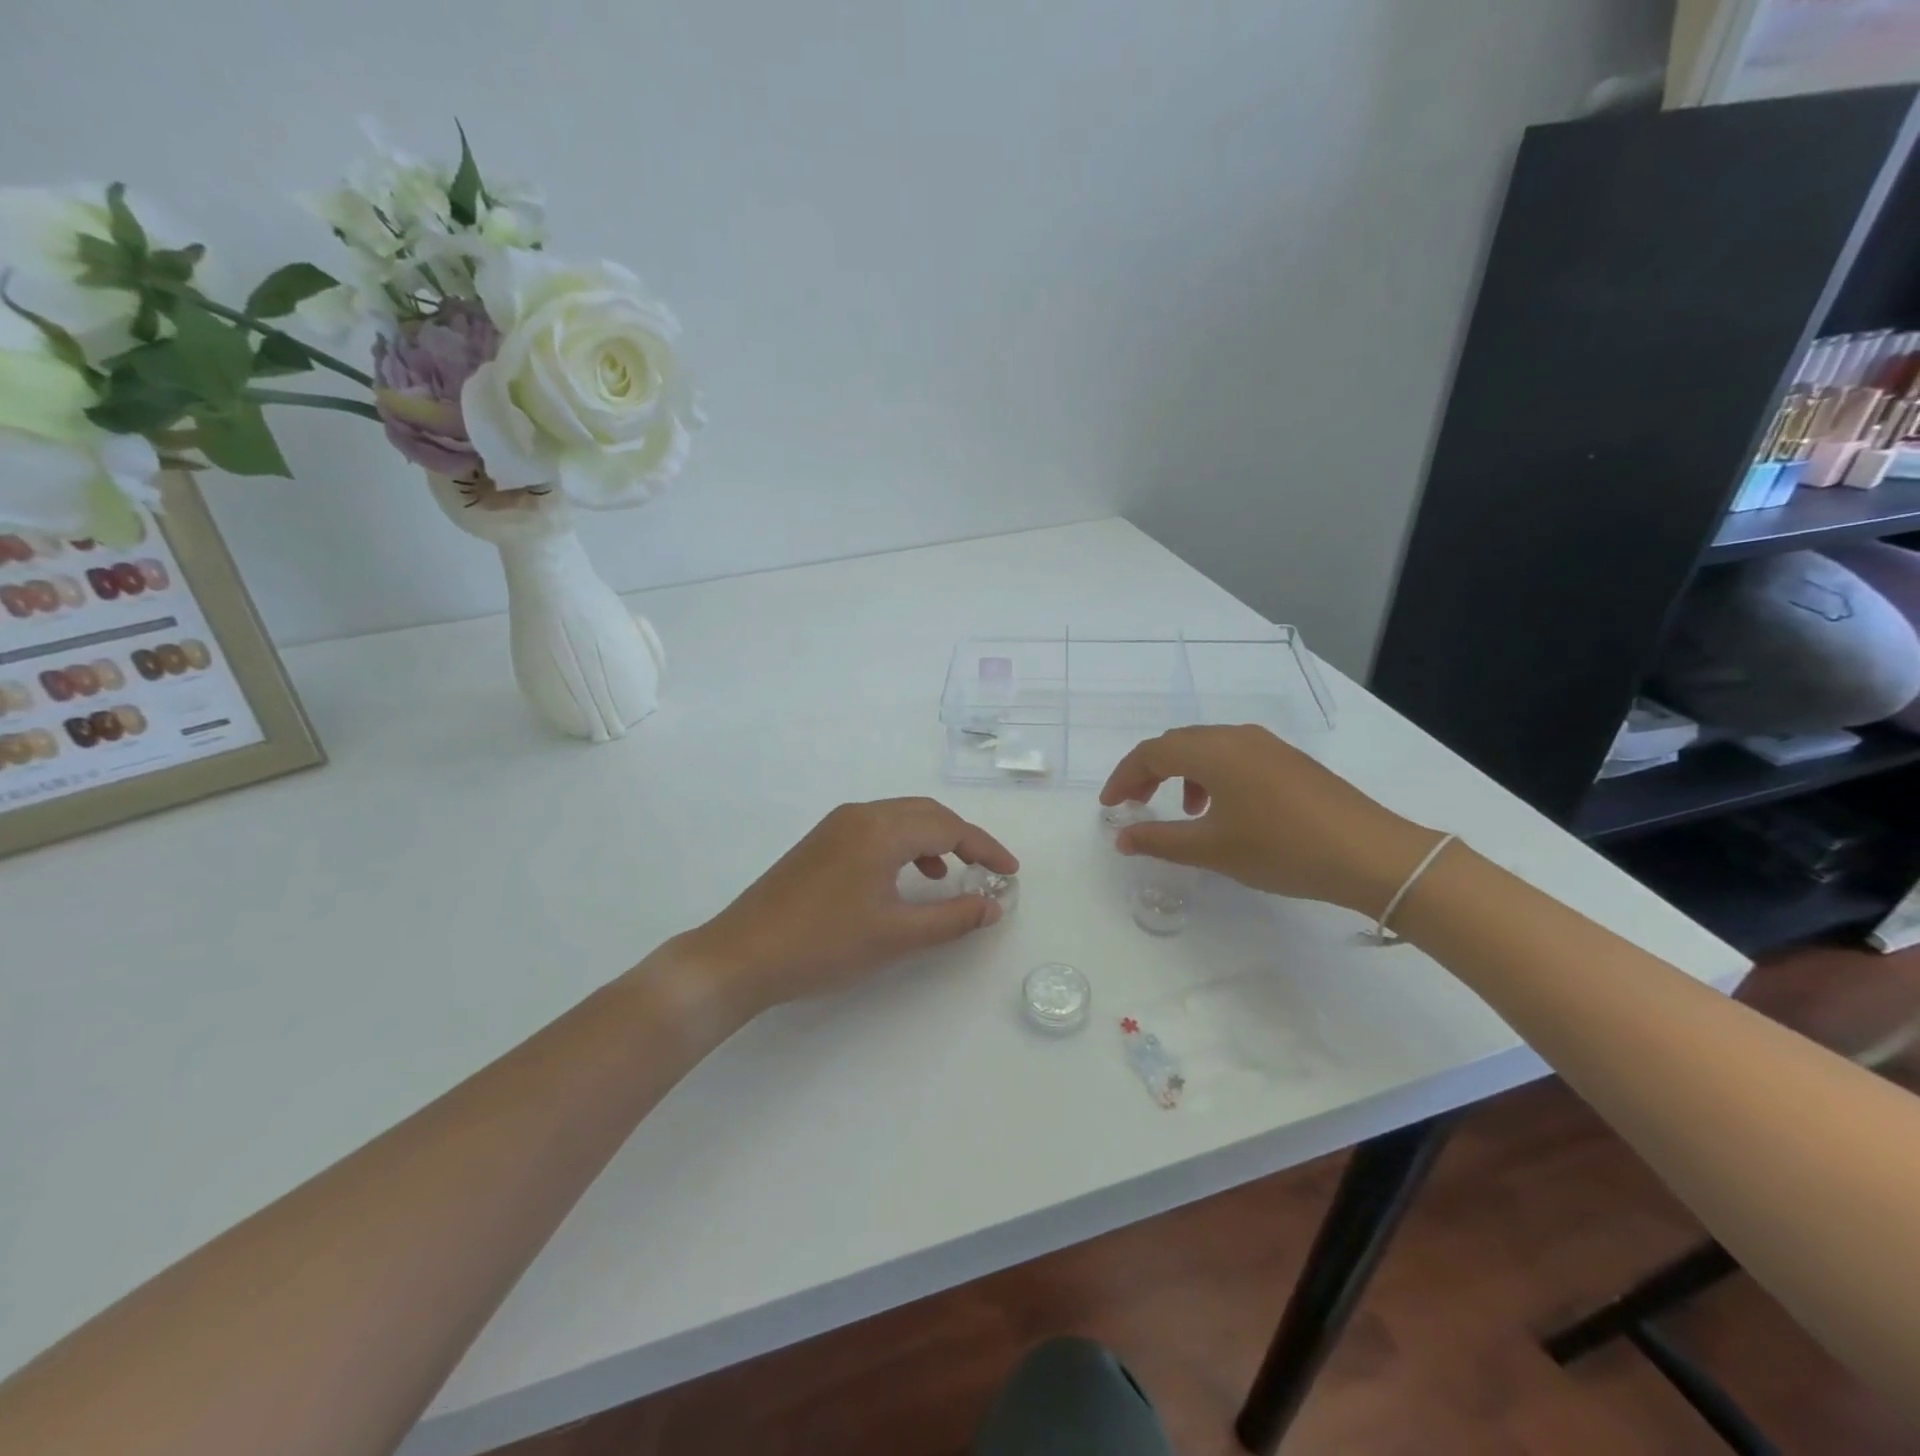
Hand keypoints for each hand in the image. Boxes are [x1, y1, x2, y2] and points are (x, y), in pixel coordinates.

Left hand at [669, 797, 1018, 1016]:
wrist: (741, 955)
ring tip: (950, 875)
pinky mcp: (821, 841)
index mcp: (881, 829)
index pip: (949, 827)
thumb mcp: (896, 935)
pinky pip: (877, 829)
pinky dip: (904, 845)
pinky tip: (906, 878)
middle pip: (927, 814)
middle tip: (988, 869)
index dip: (985, 848)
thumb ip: (951, 918)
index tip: (1011, 872)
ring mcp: (837, 825)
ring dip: (933, 839)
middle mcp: (861, 814)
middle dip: (963, 838)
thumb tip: (993, 906)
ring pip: (901, 818)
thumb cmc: (823, 944)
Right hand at [1099, 725, 1441, 915]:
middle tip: (1135, 804)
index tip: (1110, 807)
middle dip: (1149, 772)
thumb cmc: (1282, 848)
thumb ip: (1159, 840)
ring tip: (1183, 812)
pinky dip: (1212, 776)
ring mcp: (1267, 745)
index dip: (1123, 777)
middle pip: (1177, 743)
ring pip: (1207, 748)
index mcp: (1213, 751)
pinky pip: (1233, 756)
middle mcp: (1237, 736)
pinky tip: (1224, 810)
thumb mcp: (1213, 849)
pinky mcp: (1289, 759)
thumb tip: (1122, 837)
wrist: (1370, 854)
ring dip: (1182, 773)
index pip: (1151, 752)